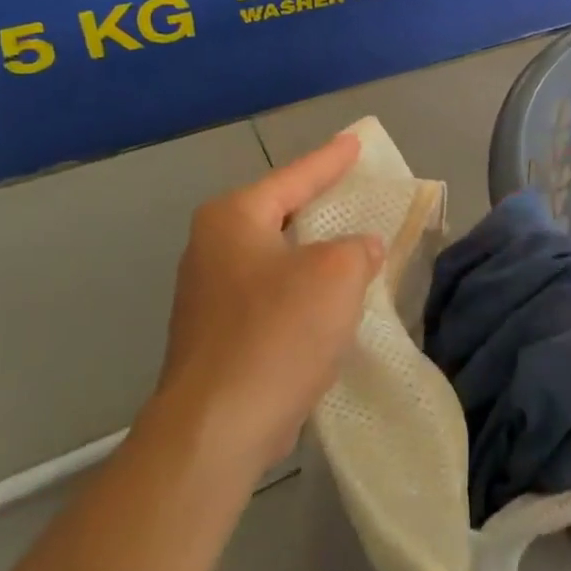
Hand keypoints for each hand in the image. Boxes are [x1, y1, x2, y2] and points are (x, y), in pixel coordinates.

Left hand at [156, 132, 382, 478]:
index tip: (356, 142)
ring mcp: (209, 295)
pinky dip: (302, 292)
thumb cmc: (277, 333)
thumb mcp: (336, 275)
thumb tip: (360, 250)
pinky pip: (271, 296)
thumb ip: (358, 249)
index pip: (294, 177)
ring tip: (351, 246)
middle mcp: (212, 248)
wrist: (217, 429)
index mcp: (233, 219)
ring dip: (314, 255)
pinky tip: (328, 303)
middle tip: (354, 189)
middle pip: (280, 214)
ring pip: (276, 258)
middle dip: (319, 205)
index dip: (331, 159)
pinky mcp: (217, 336)